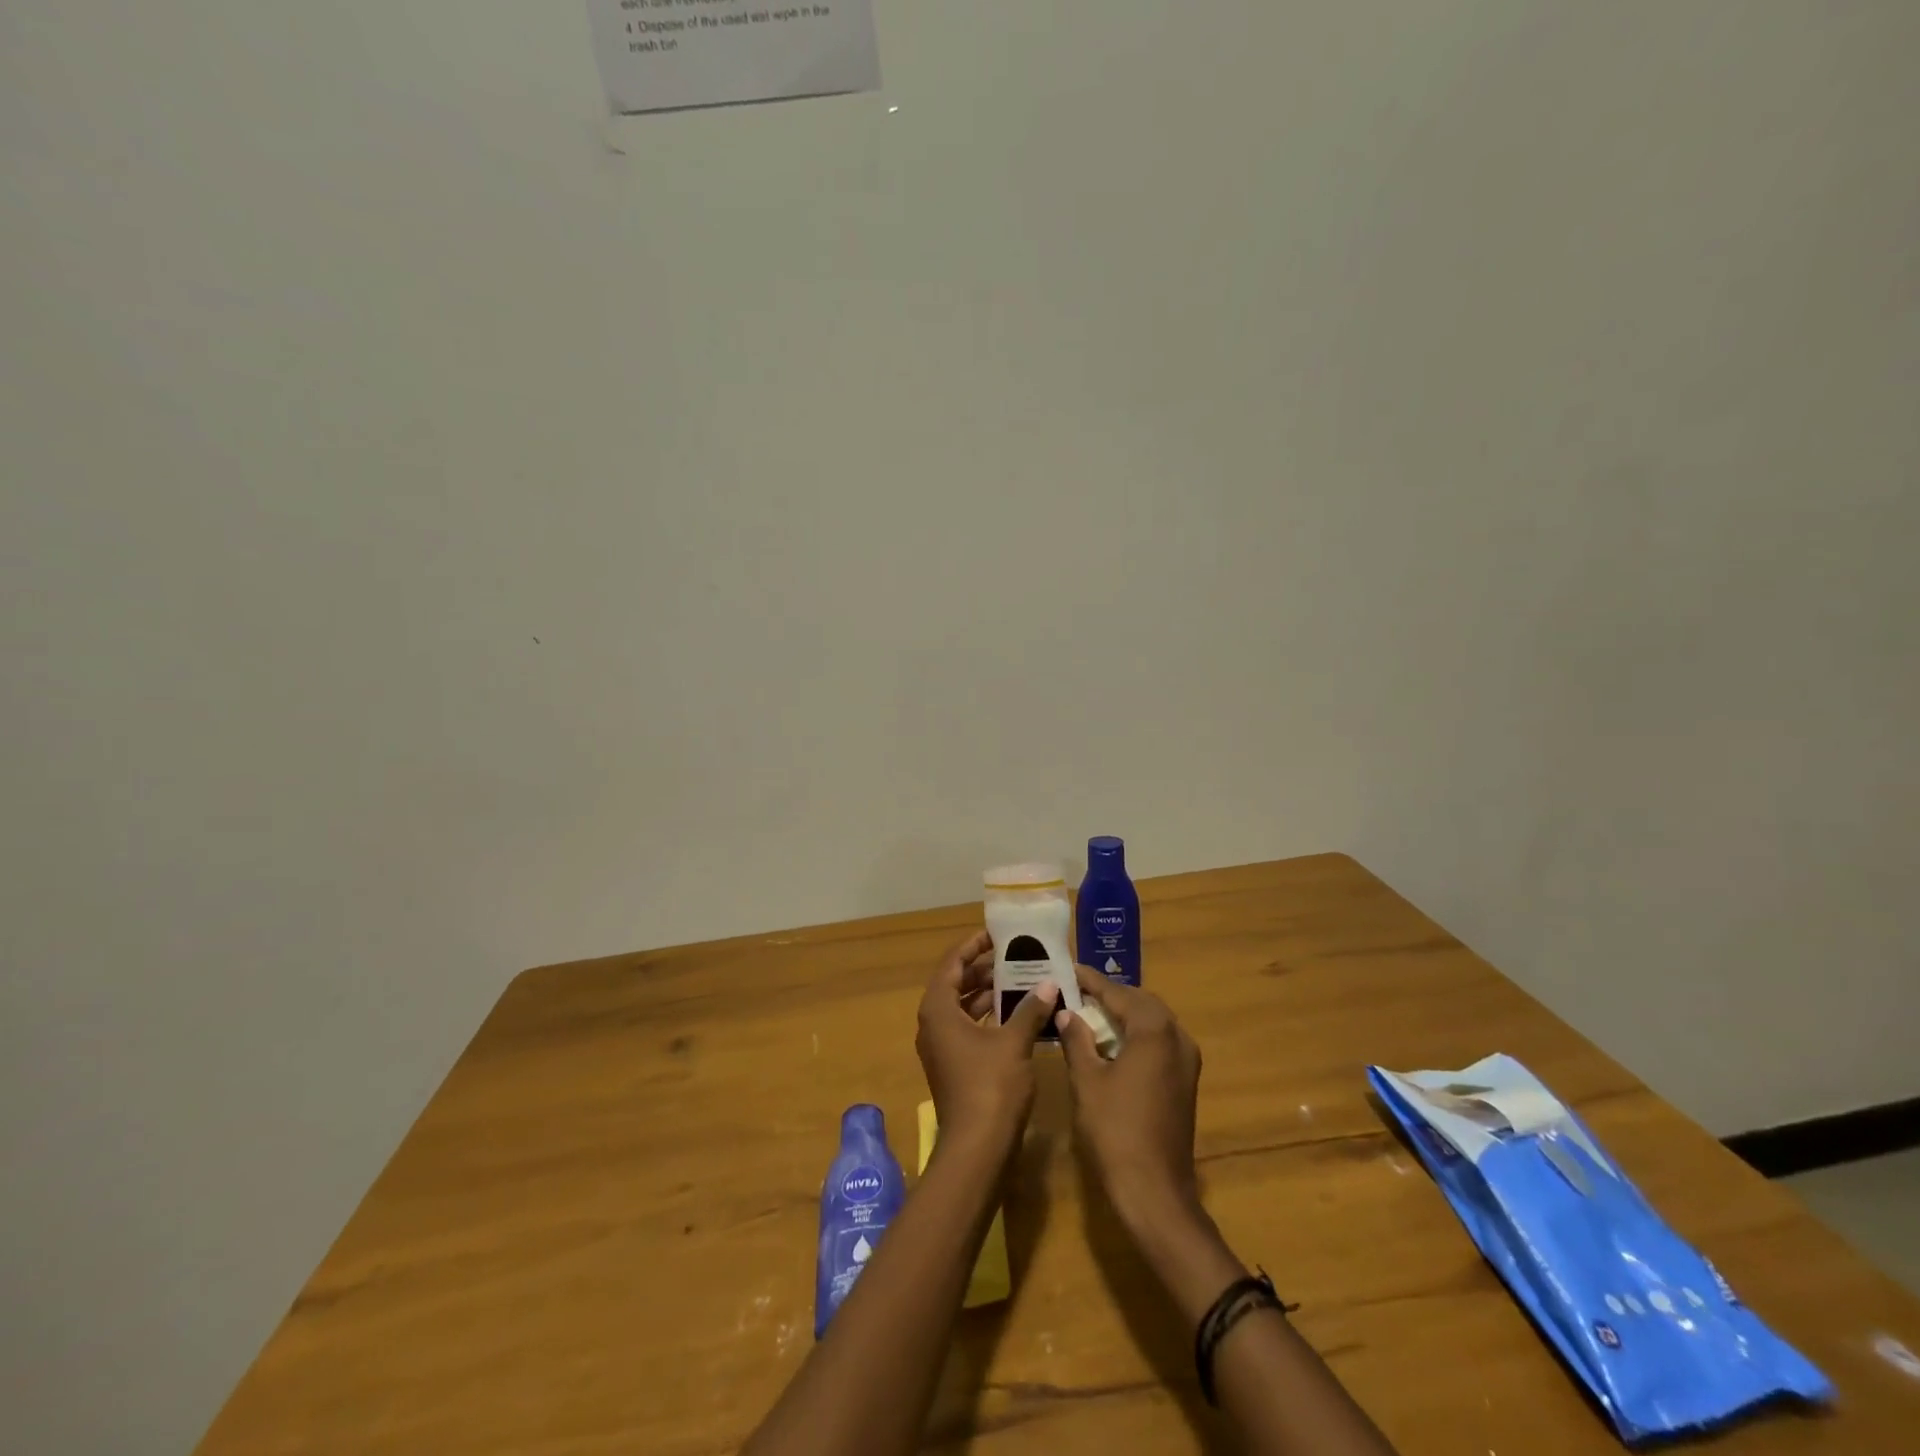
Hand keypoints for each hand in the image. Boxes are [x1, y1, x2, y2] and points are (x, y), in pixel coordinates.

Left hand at [914, 930, 1057, 1151]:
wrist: (977, 1150)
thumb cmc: (991, 1087)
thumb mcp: (1014, 1042)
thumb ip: (1030, 1009)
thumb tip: (1050, 983)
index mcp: (938, 1009)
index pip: (952, 963)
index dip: (973, 945)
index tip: (997, 934)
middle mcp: (933, 1024)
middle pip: (956, 983)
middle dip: (984, 968)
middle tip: (1016, 955)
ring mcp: (942, 1047)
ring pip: (963, 1007)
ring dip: (989, 993)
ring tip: (1022, 978)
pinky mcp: (954, 1066)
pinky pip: (969, 1028)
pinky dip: (989, 1017)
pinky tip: (1018, 1013)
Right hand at [1055, 966, 1203, 1233]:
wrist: (1154, 1191)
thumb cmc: (1115, 1130)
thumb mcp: (1087, 1080)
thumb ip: (1077, 1040)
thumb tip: (1066, 1013)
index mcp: (1154, 1031)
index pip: (1119, 993)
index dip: (1092, 981)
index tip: (1070, 969)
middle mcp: (1177, 1038)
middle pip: (1142, 1002)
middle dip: (1111, 995)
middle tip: (1079, 991)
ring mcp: (1186, 1061)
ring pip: (1154, 1022)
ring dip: (1125, 1015)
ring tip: (1091, 1012)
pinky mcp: (1185, 1082)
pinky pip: (1160, 1043)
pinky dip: (1137, 1035)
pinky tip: (1113, 1044)